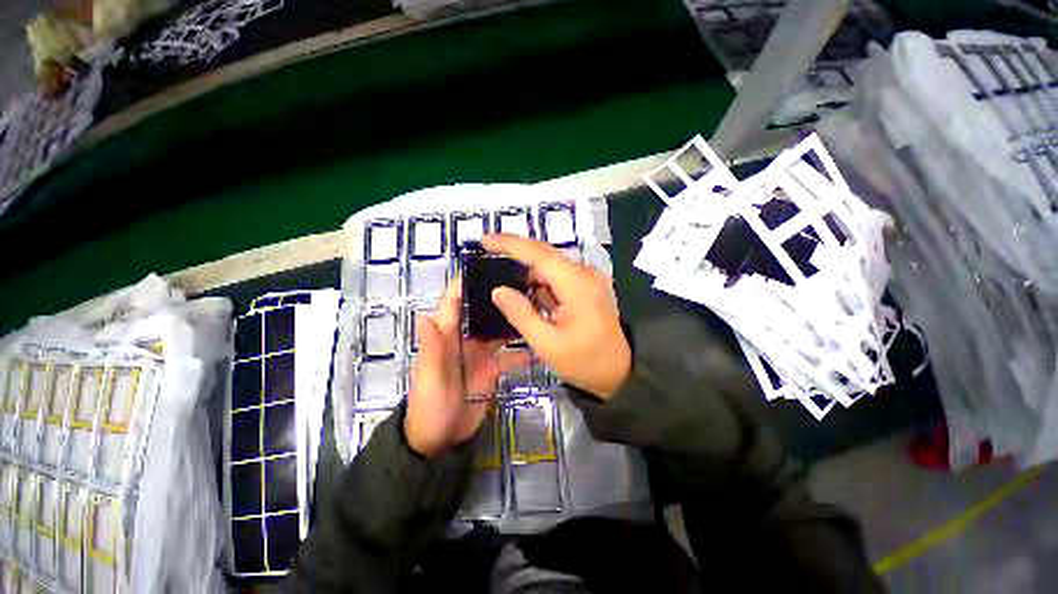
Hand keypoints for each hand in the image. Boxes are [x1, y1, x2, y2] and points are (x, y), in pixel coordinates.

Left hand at [405, 282, 530, 456]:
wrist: (442, 440)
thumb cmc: (429, 406)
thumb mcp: (428, 378)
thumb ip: (430, 348)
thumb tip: (424, 314)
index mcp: (447, 335)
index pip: (454, 302)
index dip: (466, 283)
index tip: (488, 265)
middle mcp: (465, 338)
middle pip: (482, 311)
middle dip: (498, 296)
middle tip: (524, 281)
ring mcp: (481, 353)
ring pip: (499, 330)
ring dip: (513, 319)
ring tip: (536, 304)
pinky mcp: (493, 367)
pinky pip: (510, 355)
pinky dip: (523, 350)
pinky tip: (540, 345)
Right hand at [482, 234, 630, 398]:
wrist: (620, 371)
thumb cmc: (585, 361)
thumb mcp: (546, 344)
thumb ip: (520, 314)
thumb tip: (498, 290)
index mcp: (576, 283)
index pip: (538, 253)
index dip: (509, 243)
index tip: (484, 240)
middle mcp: (584, 272)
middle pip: (544, 256)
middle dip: (517, 262)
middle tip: (492, 274)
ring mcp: (589, 277)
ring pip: (550, 267)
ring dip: (532, 282)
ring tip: (525, 304)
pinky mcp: (588, 285)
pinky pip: (559, 277)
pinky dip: (544, 288)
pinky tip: (542, 308)